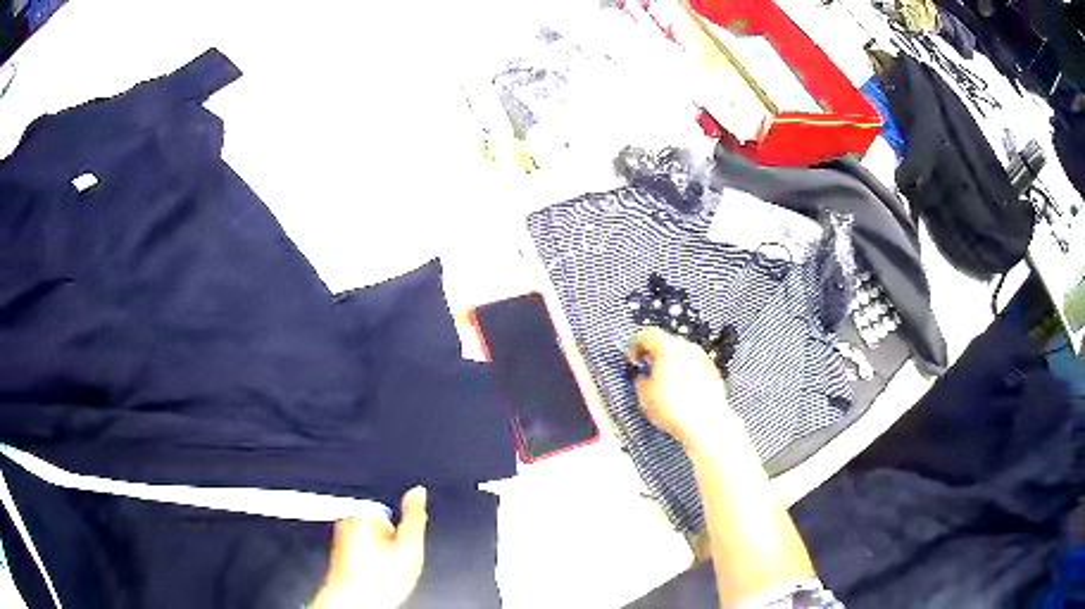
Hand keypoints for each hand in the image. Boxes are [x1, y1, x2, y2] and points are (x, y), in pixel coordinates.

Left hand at [310, 486, 427, 608]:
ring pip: (370, 544)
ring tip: (383, 574)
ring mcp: (339, 539)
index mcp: (361, 513)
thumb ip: (414, 516)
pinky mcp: (338, 556)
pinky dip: (369, 566)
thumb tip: (418, 491)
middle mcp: (345, 522)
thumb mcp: (409, 546)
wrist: (355, 603)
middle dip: (390, 544)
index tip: (403, 551)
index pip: (389, 514)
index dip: (403, 535)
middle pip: (379, 528)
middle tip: (395, 564)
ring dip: (379, 557)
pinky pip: (361, 556)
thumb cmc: (377, 579)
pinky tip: (374, 578)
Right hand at [627, 328, 733, 448]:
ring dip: (670, 363)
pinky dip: (685, 372)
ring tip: (664, 384)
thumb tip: (643, 375)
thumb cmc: (673, 409)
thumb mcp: (645, 395)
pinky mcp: (713, 371)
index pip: (647, 334)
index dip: (636, 346)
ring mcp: (703, 358)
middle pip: (666, 342)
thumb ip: (640, 378)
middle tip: (647, 370)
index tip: (633, 359)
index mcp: (668, 348)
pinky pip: (693, 365)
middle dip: (654, 354)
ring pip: (681, 354)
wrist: (706, 424)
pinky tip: (681, 391)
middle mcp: (687, 348)